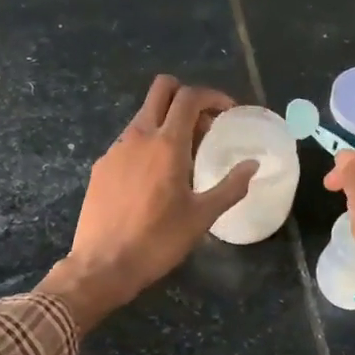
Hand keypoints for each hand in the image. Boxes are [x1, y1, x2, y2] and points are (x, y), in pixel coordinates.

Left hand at [40, 76, 258, 324]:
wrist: (101, 265)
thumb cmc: (158, 240)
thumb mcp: (202, 217)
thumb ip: (231, 186)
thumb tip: (253, 165)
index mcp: (167, 144)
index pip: (189, 97)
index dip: (212, 96)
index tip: (227, 111)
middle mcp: (139, 136)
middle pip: (161, 89)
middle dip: (186, 95)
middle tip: (204, 124)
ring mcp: (115, 149)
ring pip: (144, 115)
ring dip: (167, 121)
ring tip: (184, 155)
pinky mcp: (101, 166)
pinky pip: (129, 140)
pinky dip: (147, 143)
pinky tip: (154, 176)